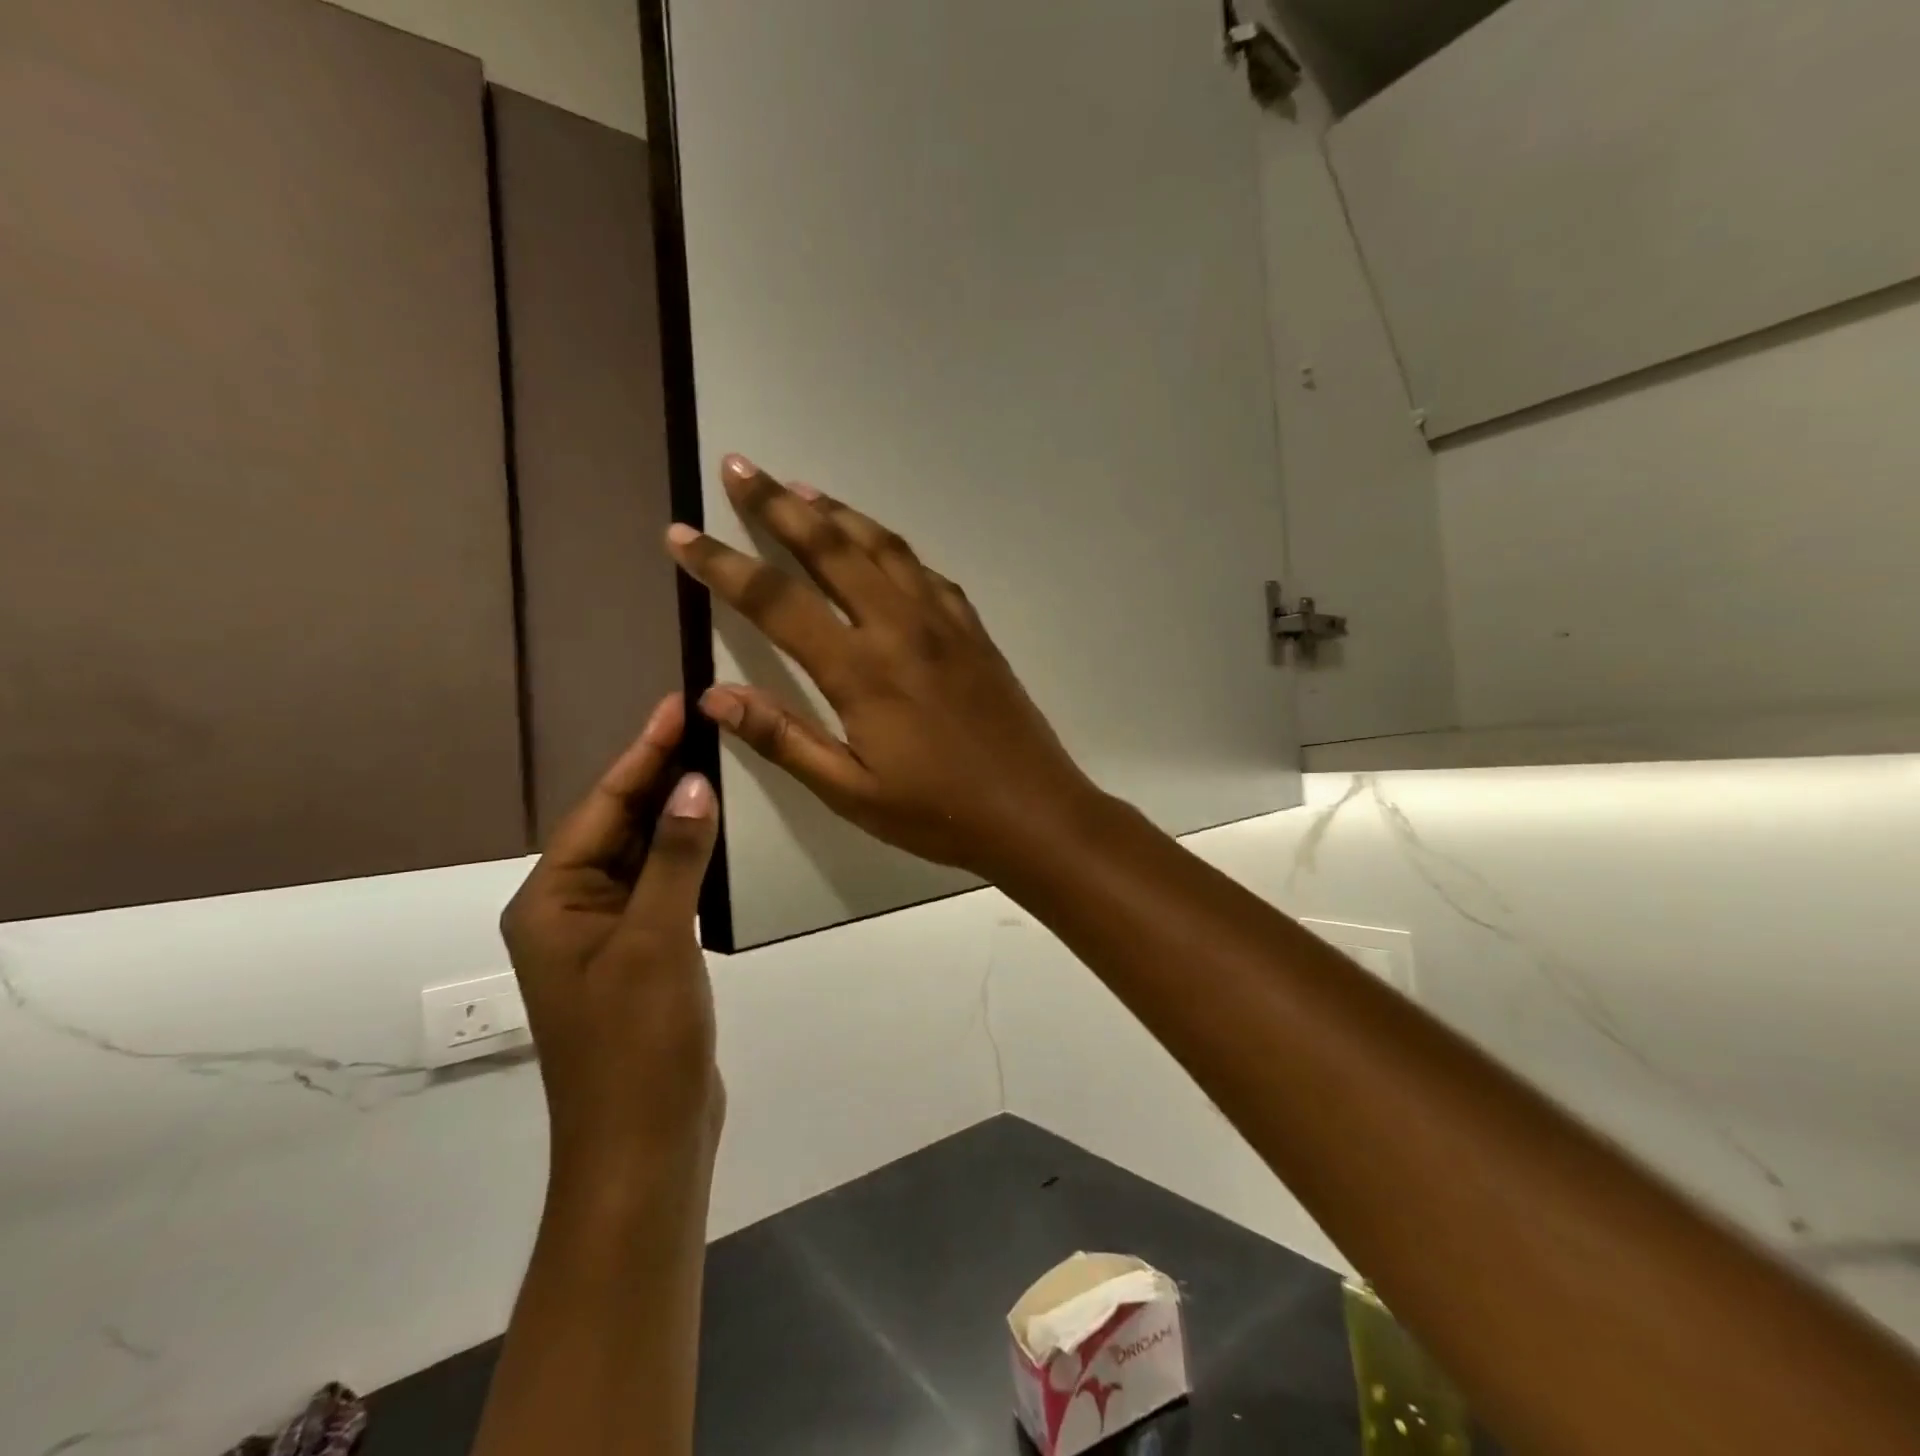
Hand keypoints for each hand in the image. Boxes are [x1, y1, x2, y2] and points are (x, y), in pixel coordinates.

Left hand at [499, 694, 722, 1186]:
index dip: (641, 753)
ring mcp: (608, 936)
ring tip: (717, 762)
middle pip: (618, 826)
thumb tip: (693, 782)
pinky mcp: (643, 956)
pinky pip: (664, 887)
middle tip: (704, 723)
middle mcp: (571, 911)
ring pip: (643, 855)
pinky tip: (719, 834)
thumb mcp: (654, 942)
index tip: (677, 705)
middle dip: (658, 774)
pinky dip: (689, 856)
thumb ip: (673, 858)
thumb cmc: (636, 1044)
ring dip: (676, 813)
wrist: (644, 1146)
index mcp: (552, 901)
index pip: (601, 808)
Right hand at [664, 454, 1102, 878]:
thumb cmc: (937, 813)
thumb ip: (783, 738)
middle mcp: (900, 627)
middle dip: (777, 505)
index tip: (683, 535)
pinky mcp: (973, 630)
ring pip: (882, 546)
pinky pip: (924, 571)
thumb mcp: (850, 792)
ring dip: (836, 511)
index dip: (723, 565)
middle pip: (831, 547)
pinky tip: (878, 546)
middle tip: (740, 467)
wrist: (1033, 811)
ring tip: (799, 489)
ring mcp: (943, 622)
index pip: (776, 601)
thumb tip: (713, 696)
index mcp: (862, 670)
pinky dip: (890, 546)